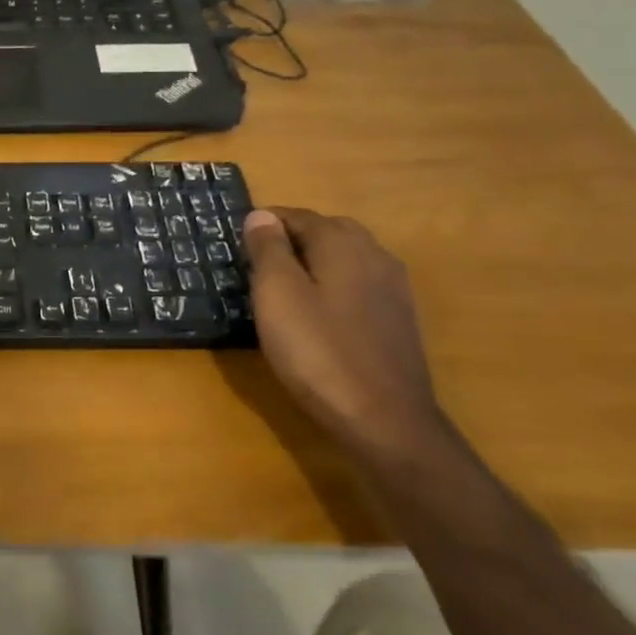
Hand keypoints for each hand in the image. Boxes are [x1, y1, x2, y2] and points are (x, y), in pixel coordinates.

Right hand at [240, 207, 449, 461]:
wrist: (384, 419)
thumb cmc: (318, 351)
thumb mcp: (277, 294)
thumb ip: (268, 249)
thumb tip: (261, 214)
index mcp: (342, 244)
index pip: (298, 216)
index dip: (265, 223)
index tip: (237, 240)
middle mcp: (374, 255)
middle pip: (327, 231)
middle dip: (292, 237)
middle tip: (256, 260)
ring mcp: (392, 288)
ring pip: (347, 257)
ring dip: (314, 261)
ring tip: (283, 284)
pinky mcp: (398, 319)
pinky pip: (359, 284)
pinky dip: (333, 284)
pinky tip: (318, 311)